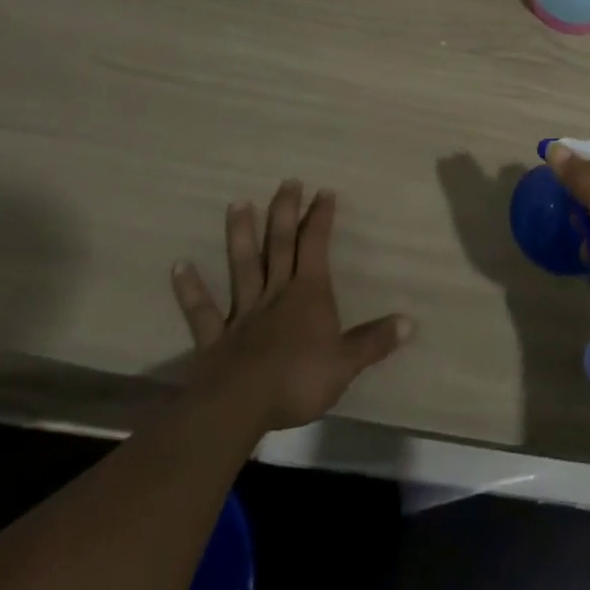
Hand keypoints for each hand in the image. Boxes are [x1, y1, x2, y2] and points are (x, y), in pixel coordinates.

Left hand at [171, 180, 413, 431]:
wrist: (240, 407)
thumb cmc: (298, 380)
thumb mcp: (346, 363)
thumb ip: (374, 341)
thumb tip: (410, 322)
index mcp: (308, 294)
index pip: (316, 246)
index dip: (321, 218)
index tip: (324, 191)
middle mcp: (276, 293)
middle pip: (281, 245)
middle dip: (285, 212)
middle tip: (287, 181)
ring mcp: (243, 314)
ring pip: (243, 266)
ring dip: (240, 235)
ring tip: (236, 203)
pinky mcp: (215, 339)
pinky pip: (202, 311)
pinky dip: (191, 288)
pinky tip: (179, 265)